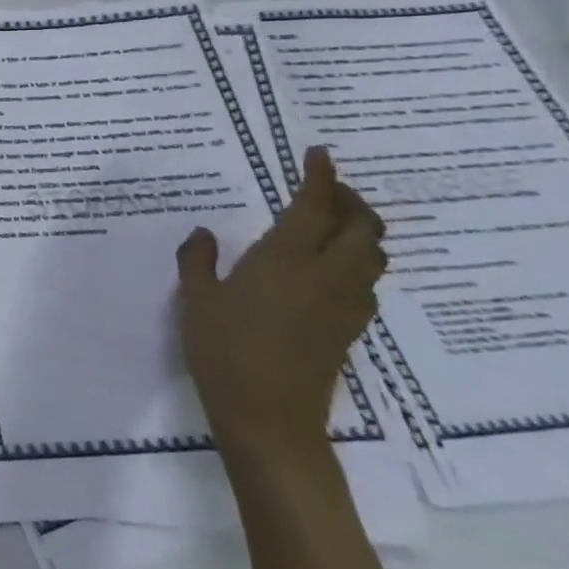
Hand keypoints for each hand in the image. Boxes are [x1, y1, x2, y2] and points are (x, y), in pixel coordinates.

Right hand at [175, 147, 386, 462]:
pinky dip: (356, 261)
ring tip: (331, 222)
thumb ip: (198, 259)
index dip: (321, 176)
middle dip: (350, 200)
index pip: (315, 206)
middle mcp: (327, 274)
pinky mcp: (350, 329)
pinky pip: (366, 282)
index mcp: (287, 258)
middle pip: (363, 227)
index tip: (319, 153)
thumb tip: (204, 234)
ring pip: (372, 255)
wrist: (268, 415)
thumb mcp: (196, 297)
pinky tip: (329, 268)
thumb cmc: (223, 348)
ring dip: (360, 230)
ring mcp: (345, 304)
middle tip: (325, 187)